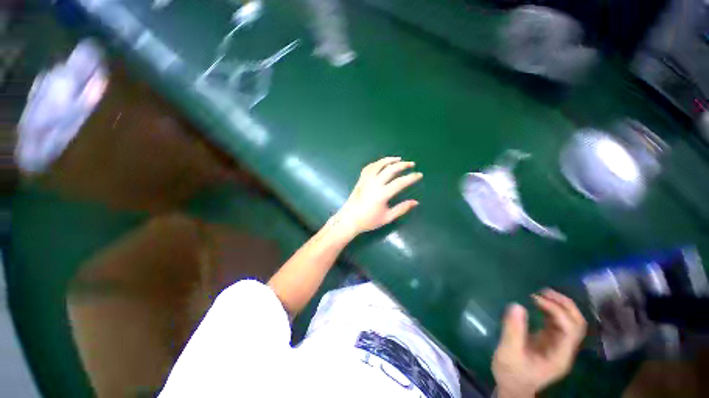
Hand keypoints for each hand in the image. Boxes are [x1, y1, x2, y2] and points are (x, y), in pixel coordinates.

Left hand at [334, 157, 421, 235]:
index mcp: (382, 194)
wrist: (349, 219)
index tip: (419, 175)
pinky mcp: (360, 180)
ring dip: (389, 160)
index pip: (400, 182)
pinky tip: (381, 163)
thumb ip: (401, 209)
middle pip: (390, 169)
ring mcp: (366, 180)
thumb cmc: (368, 220)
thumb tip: (415, 202)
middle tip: (411, 164)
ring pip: (378, 165)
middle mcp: (374, 184)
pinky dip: (377, 163)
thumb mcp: (387, 217)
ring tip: (398, 159)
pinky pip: (369, 167)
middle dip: (403, 165)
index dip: (411, 177)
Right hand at [493, 289, 586, 396]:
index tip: (534, 299)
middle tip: (543, 291)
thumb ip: (513, 331)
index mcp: (559, 355)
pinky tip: (537, 303)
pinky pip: (558, 322)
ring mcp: (559, 345)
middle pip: (577, 323)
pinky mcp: (551, 341)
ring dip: (559, 305)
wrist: (513, 386)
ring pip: (570, 321)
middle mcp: (565, 349)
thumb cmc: (511, 373)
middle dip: (564, 305)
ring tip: (540, 293)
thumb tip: (516, 305)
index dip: (556, 311)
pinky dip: (551, 309)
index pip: (570, 329)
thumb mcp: (508, 353)